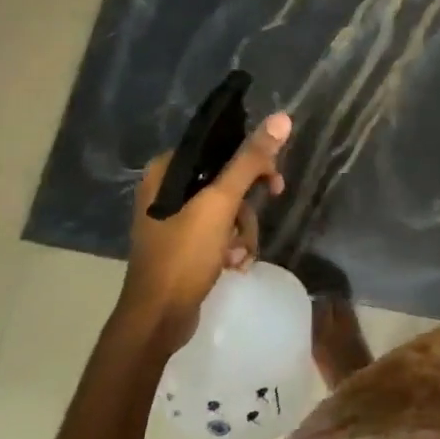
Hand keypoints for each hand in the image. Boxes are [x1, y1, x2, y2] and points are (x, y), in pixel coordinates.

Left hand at [120, 113, 291, 349]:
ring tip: (240, 254)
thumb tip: (281, 118)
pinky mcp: (183, 246)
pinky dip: (231, 247)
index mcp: (166, 171)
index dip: (251, 161)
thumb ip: (249, 161)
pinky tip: (234, 265)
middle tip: (269, 209)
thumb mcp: (220, 204)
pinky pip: (218, 233)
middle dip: (247, 206)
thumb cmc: (184, 255)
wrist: (157, 320)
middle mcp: (166, 190)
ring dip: (242, 232)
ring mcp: (174, 220)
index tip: (273, 181)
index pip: (218, 149)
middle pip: (226, 180)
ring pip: (227, 210)